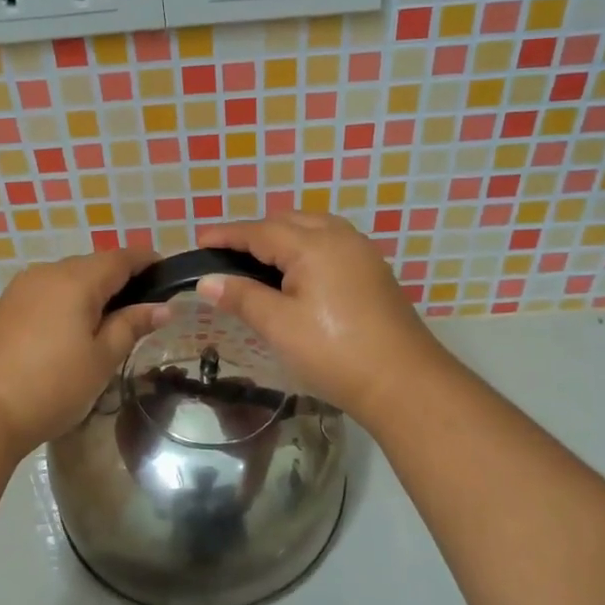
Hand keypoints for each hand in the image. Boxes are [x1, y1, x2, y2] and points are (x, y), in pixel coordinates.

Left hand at [0, 247, 161, 453]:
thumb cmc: (52, 386)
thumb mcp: (102, 359)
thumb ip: (131, 326)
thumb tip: (162, 307)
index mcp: (76, 279)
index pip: (121, 258)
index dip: (147, 261)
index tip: (168, 274)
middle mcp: (47, 272)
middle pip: (93, 265)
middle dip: (120, 279)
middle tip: (142, 309)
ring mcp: (21, 288)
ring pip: (68, 278)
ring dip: (91, 292)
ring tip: (108, 324)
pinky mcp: (5, 307)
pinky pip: (47, 293)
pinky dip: (67, 302)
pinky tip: (72, 330)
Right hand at [194, 213, 451, 423]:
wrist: (404, 382)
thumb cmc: (335, 353)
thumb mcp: (280, 326)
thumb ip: (242, 297)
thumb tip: (207, 281)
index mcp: (313, 245)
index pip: (259, 231)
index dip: (227, 235)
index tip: (199, 240)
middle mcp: (340, 237)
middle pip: (288, 222)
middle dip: (255, 233)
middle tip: (226, 255)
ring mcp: (362, 252)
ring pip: (313, 229)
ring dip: (283, 237)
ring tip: (258, 261)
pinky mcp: (373, 272)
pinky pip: (331, 244)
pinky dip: (305, 248)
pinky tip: (296, 274)